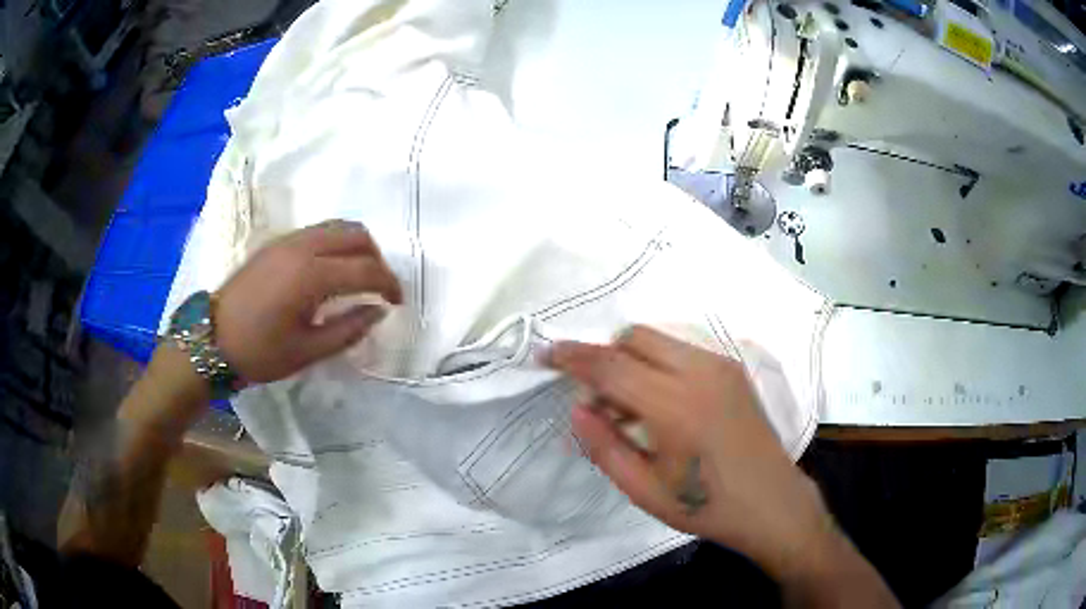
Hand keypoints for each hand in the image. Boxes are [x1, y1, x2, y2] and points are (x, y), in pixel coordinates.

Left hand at [216, 220, 402, 383]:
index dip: (389, 284)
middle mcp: (302, 246)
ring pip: (337, 227)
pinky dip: (336, 244)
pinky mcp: (276, 243)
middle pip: (356, 234)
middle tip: (379, 288)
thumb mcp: (308, 350)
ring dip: (356, 247)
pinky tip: (330, 271)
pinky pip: (318, 231)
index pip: (365, 268)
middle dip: (377, 259)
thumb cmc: (259, 352)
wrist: (211, 339)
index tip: (398, 303)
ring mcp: (287, 240)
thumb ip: (349, 329)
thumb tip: (377, 311)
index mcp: (311, 275)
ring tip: (358, 277)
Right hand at [546, 326, 832, 578]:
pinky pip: (681, 350)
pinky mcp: (732, 369)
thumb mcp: (644, 490)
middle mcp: (699, 372)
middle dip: (603, 355)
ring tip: (627, 407)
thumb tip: (577, 409)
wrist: (772, 502)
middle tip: (594, 396)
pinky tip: (661, 403)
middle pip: (633, 336)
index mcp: (674, 406)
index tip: (546, 355)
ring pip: (658, 339)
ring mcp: (720, 365)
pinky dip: (657, 364)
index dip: (573, 357)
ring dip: (630, 359)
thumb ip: (604, 446)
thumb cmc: (705, 505)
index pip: (610, 365)